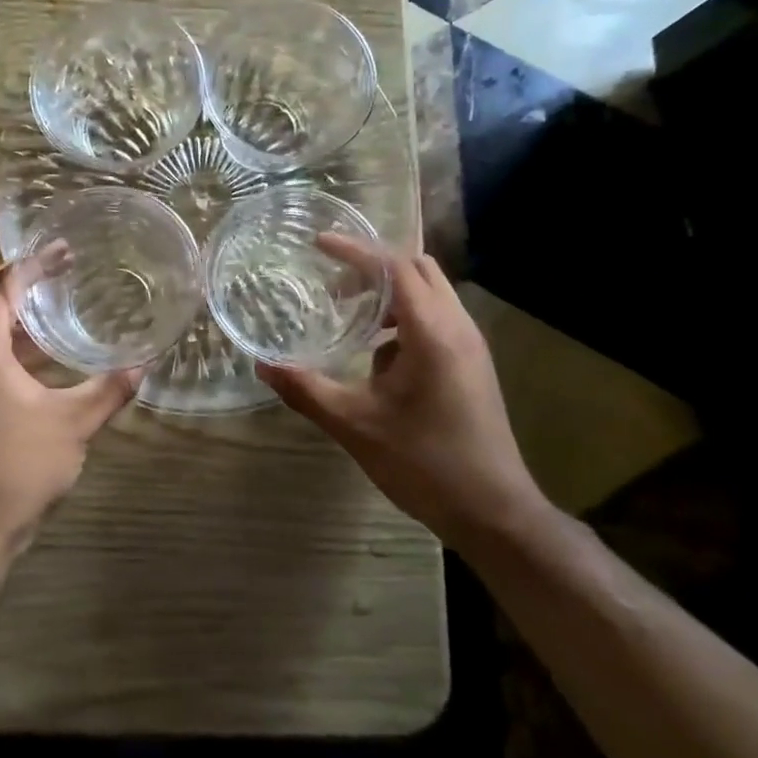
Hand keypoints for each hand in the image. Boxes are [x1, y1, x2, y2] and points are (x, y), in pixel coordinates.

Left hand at [0, 259, 140, 556]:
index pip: (2, 286)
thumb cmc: (18, 469)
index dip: (33, 263)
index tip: (63, 250)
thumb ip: (108, 390)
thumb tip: (143, 365)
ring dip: (1, 305)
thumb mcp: (72, 425)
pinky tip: (30, 351)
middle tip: (55, 269)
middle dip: (14, 276)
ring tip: (44, 302)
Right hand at [257, 237, 547, 541]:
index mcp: (432, 333)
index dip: (354, 251)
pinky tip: (378, 357)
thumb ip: (307, 389)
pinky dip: (404, 319)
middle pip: (418, 269)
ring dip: (390, 294)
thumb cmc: (424, 464)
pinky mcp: (473, 366)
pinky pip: (437, 320)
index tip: (317, 244)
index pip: (394, 267)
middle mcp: (458, 327)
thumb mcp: (355, 425)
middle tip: (333, 283)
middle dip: (373, 267)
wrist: (494, 513)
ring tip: (351, 316)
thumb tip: (263, 365)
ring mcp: (471, 347)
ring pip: (431, 294)